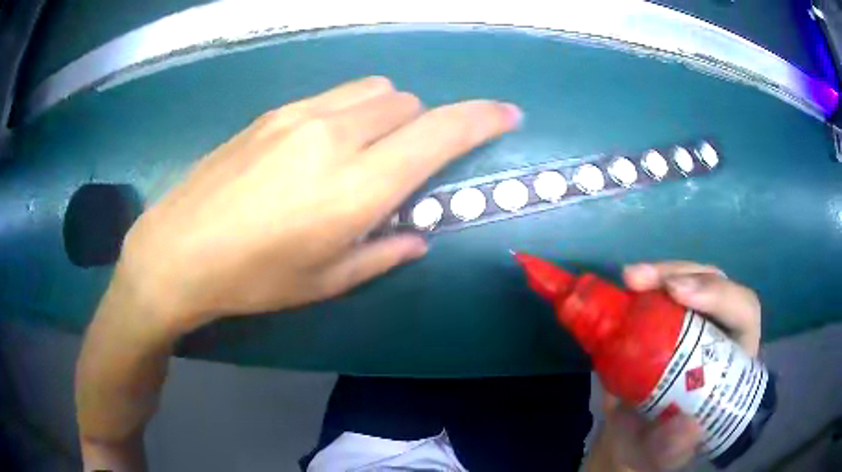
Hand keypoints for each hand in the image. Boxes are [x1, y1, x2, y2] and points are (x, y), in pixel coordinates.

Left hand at [114, 76, 520, 334]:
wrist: (178, 251)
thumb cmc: (253, 279)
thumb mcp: (325, 281)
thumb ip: (383, 253)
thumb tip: (417, 235)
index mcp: (356, 186)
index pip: (439, 133)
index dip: (481, 120)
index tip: (506, 115)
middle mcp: (334, 136)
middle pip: (407, 103)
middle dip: (423, 126)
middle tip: (402, 163)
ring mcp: (299, 116)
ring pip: (373, 90)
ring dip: (387, 113)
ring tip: (363, 149)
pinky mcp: (272, 113)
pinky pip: (333, 95)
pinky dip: (350, 110)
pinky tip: (320, 144)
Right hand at [592, 261, 760, 470]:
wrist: (628, 437)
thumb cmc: (655, 446)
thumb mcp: (664, 455)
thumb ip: (674, 446)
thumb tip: (689, 423)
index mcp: (734, 360)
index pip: (742, 312)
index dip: (719, 296)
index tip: (680, 296)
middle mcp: (719, 332)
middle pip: (715, 284)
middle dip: (684, 275)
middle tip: (644, 282)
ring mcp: (692, 321)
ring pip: (689, 278)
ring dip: (661, 273)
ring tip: (630, 280)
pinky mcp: (666, 318)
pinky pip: (661, 290)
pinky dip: (644, 285)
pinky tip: (625, 287)